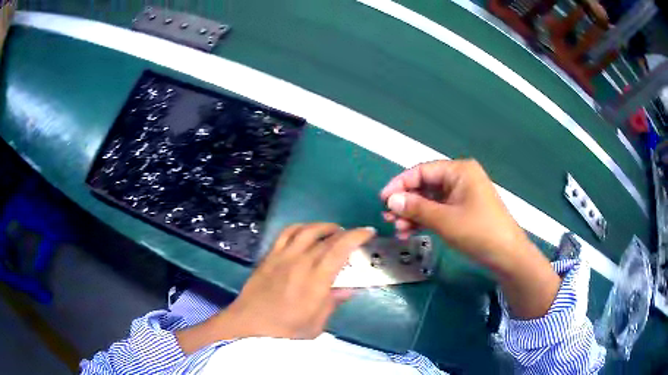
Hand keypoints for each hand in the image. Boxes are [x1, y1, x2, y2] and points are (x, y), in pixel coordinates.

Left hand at [225, 223, 374, 338]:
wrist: (249, 324)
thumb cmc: (285, 330)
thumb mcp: (316, 324)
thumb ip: (332, 303)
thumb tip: (350, 289)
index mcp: (316, 280)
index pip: (340, 249)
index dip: (356, 236)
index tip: (368, 232)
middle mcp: (300, 262)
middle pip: (327, 238)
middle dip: (345, 232)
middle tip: (355, 236)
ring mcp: (283, 256)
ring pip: (307, 230)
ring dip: (324, 226)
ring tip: (334, 231)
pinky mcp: (270, 255)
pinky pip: (286, 233)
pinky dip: (300, 227)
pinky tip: (306, 232)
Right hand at [380, 159, 529, 269]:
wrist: (507, 255)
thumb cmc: (478, 232)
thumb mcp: (444, 220)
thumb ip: (416, 207)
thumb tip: (391, 200)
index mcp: (459, 171)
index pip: (422, 171)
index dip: (400, 184)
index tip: (383, 199)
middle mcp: (460, 178)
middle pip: (425, 186)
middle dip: (406, 202)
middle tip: (388, 218)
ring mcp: (462, 195)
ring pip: (430, 200)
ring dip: (413, 213)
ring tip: (398, 229)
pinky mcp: (463, 211)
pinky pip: (439, 211)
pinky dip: (425, 220)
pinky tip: (411, 231)